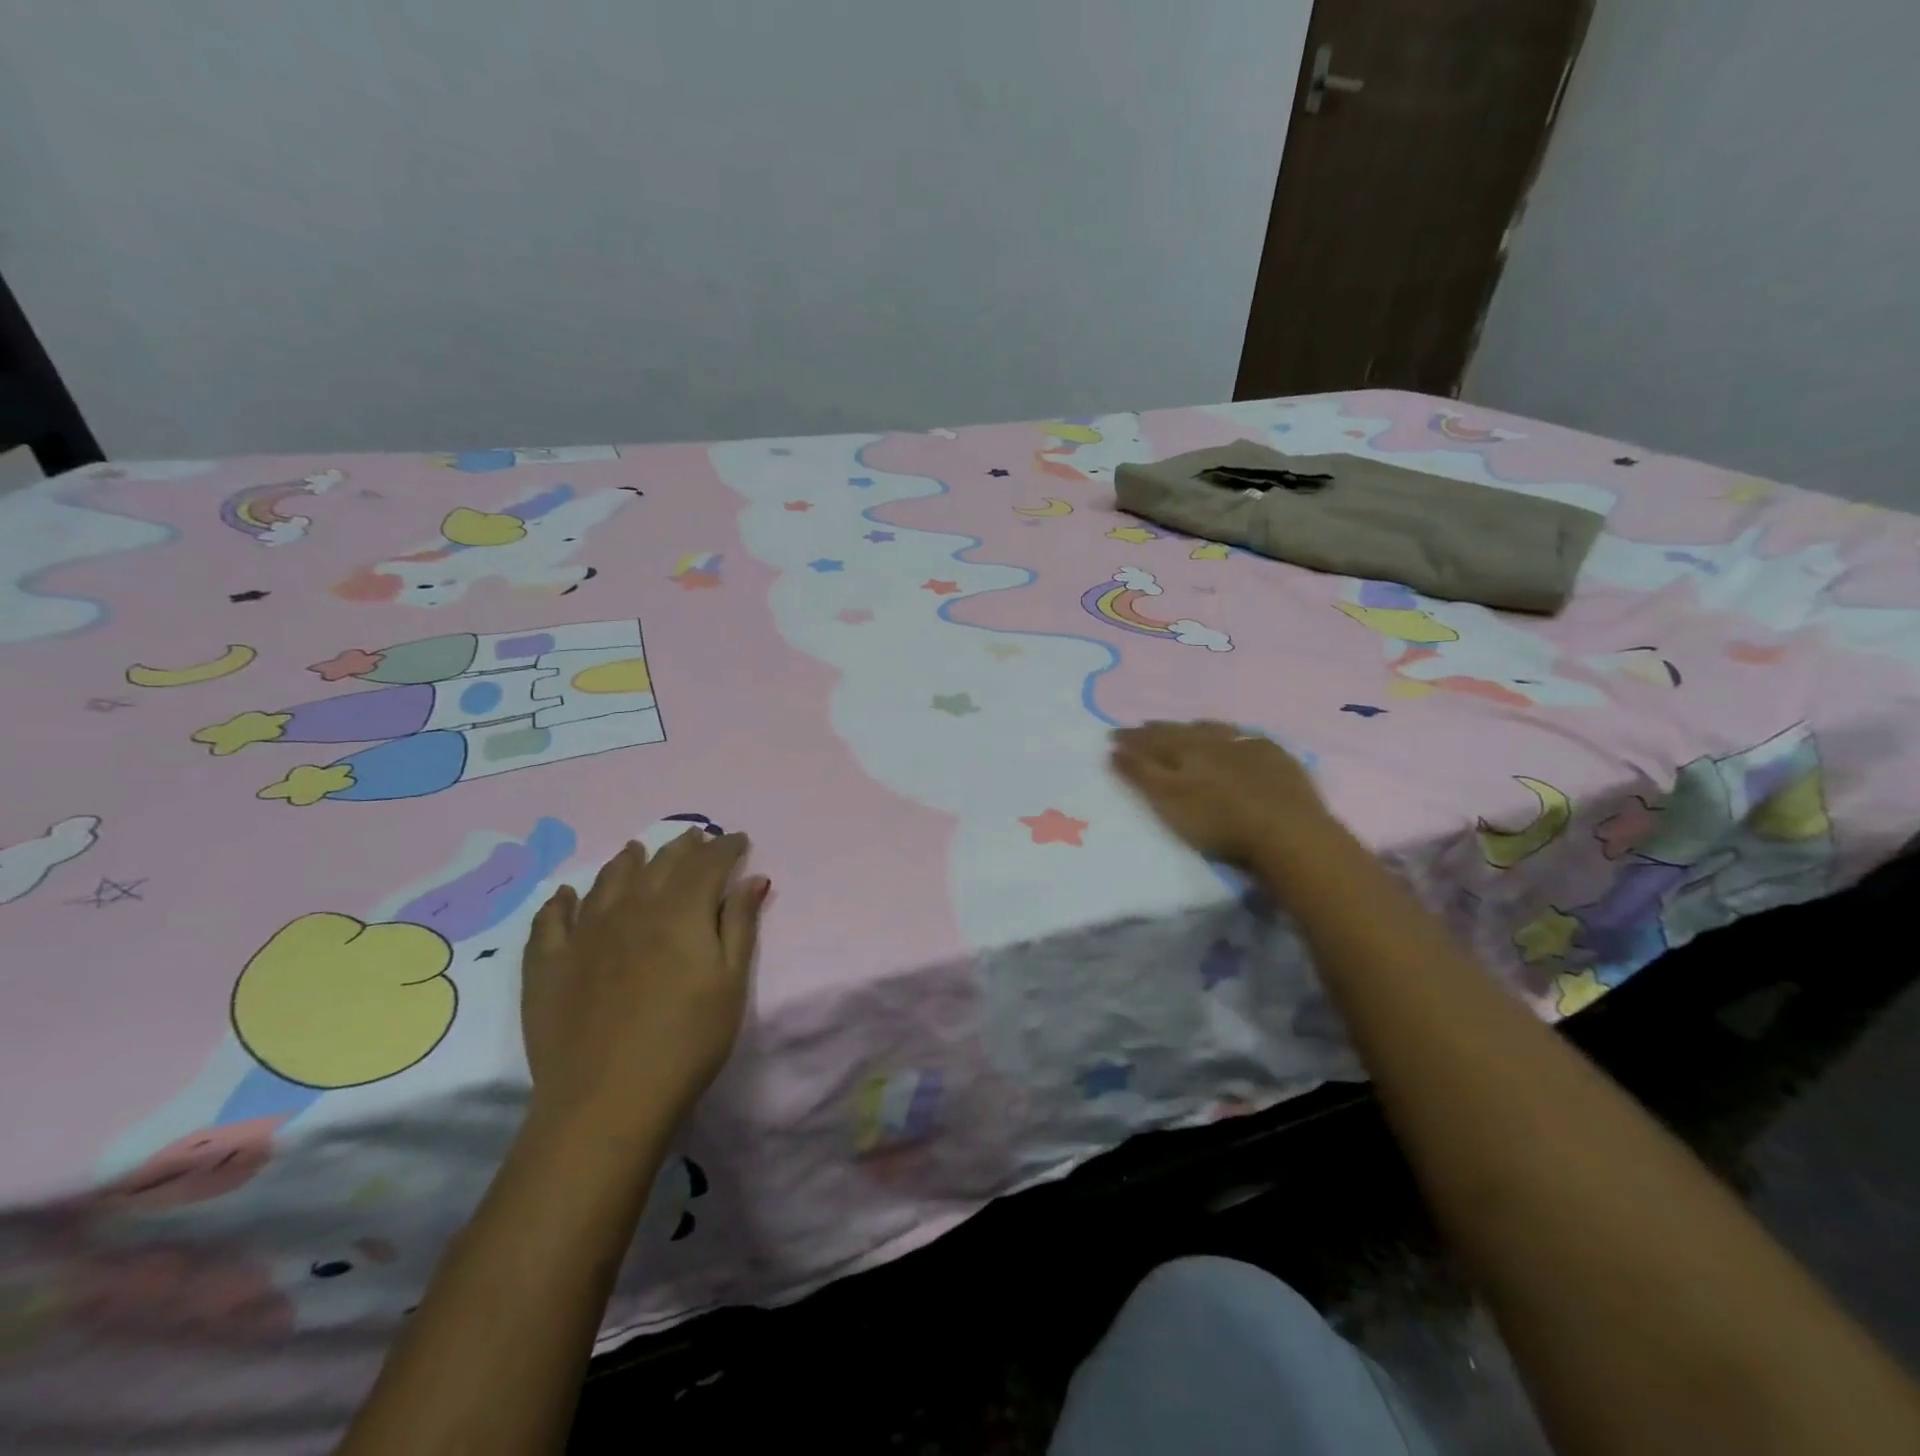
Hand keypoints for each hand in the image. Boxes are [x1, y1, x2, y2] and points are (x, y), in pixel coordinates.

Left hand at [521, 830, 767, 1144]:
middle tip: (697, 839)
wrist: (607, 1101)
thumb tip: (753, 878)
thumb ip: (740, 925)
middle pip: (660, 863)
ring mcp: (584, 934)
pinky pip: (552, 919)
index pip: (708, 863)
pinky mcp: (548, 964)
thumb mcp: (731, 984)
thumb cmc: (687, 1042)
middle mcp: (631, 909)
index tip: (738, 841)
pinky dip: (563, 901)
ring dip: (628, 861)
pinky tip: (568, 895)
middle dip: (683, 847)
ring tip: (637, 850)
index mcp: (680, 912)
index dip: (726, 847)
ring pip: (608, 881)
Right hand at [1110, 720, 1329, 865]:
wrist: (1288, 832)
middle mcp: (1214, 741)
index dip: (1131, 739)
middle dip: (1159, 729)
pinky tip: (1236, 740)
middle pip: (1180, 730)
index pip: (1151, 740)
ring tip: (1185, 727)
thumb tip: (1113, 750)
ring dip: (1195, 728)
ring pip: (1214, 729)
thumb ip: (1141, 774)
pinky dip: (1233, 736)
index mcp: (1185, 750)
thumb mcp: (1169, 801)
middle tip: (1143, 725)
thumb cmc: (1220, 822)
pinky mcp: (1277, 758)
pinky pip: (1247, 738)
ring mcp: (1249, 746)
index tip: (1112, 736)